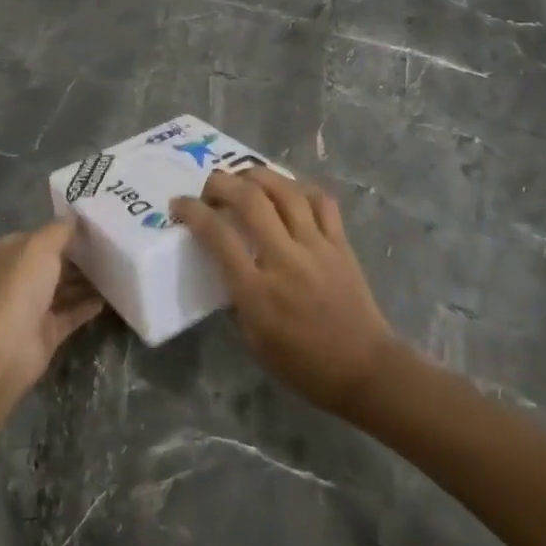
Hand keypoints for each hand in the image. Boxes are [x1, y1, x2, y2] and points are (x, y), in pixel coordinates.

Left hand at [0, 216, 105, 400]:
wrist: (5, 348)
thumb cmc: (20, 288)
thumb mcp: (41, 247)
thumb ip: (60, 230)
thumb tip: (75, 214)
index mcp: (15, 252)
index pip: (45, 235)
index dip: (69, 229)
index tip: (101, 224)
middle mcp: (23, 275)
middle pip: (57, 262)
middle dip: (82, 256)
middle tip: (117, 247)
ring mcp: (35, 305)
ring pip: (67, 288)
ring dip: (89, 281)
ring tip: (120, 270)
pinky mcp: (48, 330)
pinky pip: (73, 313)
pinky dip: (89, 306)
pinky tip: (111, 298)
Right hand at [171, 168, 397, 415]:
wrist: (366, 371)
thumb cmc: (304, 365)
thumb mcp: (254, 341)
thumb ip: (237, 298)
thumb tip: (227, 266)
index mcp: (257, 291)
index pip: (217, 235)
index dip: (192, 212)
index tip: (179, 205)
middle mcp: (285, 259)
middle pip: (249, 199)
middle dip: (221, 183)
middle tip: (210, 189)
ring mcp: (317, 247)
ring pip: (285, 190)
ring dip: (257, 175)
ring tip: (243, 178)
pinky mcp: (341, 244)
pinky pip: (321, 201)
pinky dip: (300, 188)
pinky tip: (288, 192)